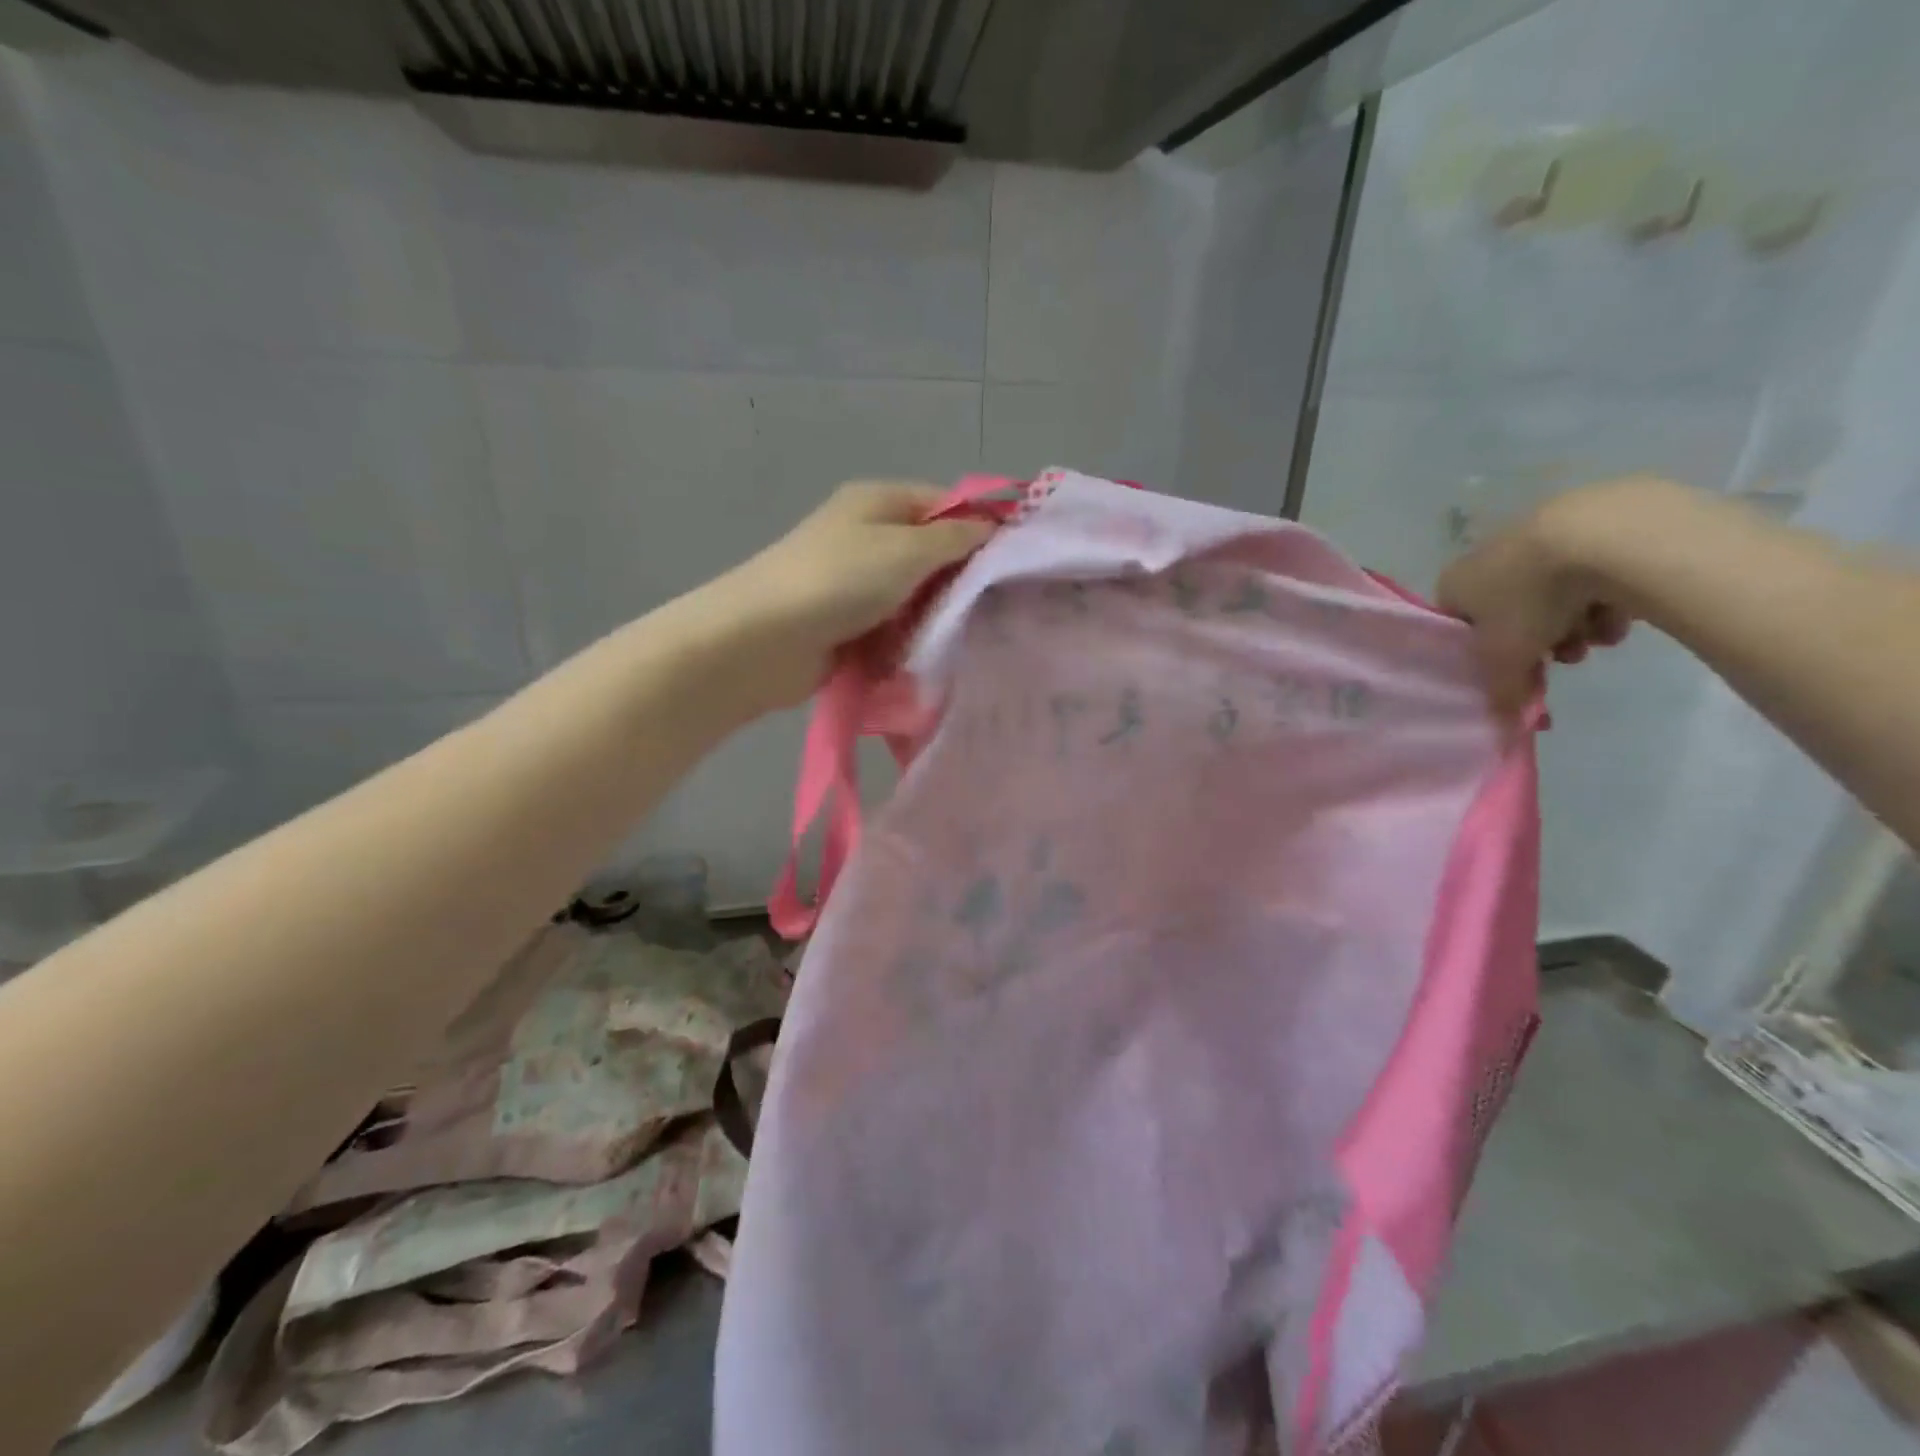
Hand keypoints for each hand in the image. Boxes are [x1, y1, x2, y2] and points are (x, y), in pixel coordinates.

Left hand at [701, 480, 996, 708]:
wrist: (765, 640)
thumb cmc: (839, 581)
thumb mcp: (906, 549)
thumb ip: (954, 539)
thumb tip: (990, 527)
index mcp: (878, 502)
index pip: (944, 505)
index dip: (980, 528)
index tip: (1014, 562)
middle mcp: (867, 536)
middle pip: (930, 553)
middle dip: (960, 578)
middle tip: (999, 606)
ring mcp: (855, 582)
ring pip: (914, 595)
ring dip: (935, 615)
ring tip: (970, 635)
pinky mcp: (848, 623)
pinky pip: (894, 626)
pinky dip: (910, 638)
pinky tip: (933, 653)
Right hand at [1436, 479, 1655, 712]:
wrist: (1604, 537)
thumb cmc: (1531, 599)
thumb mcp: (1506, 660)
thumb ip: (1500, 692)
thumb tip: (1503, 719)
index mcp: (1455, 582)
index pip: (1459, 623)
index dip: (1485, 651)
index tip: (1512, 667)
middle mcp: (1488, 554)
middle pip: (1511, 609)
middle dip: (1540, 638)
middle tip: (1563, 657)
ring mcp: (1540, 532)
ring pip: (1555, 592)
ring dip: (1576, 622)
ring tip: (1601, 638)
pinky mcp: (1592, 520)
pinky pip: (1594, 570)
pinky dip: (1606, 594)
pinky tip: (1625, 610)